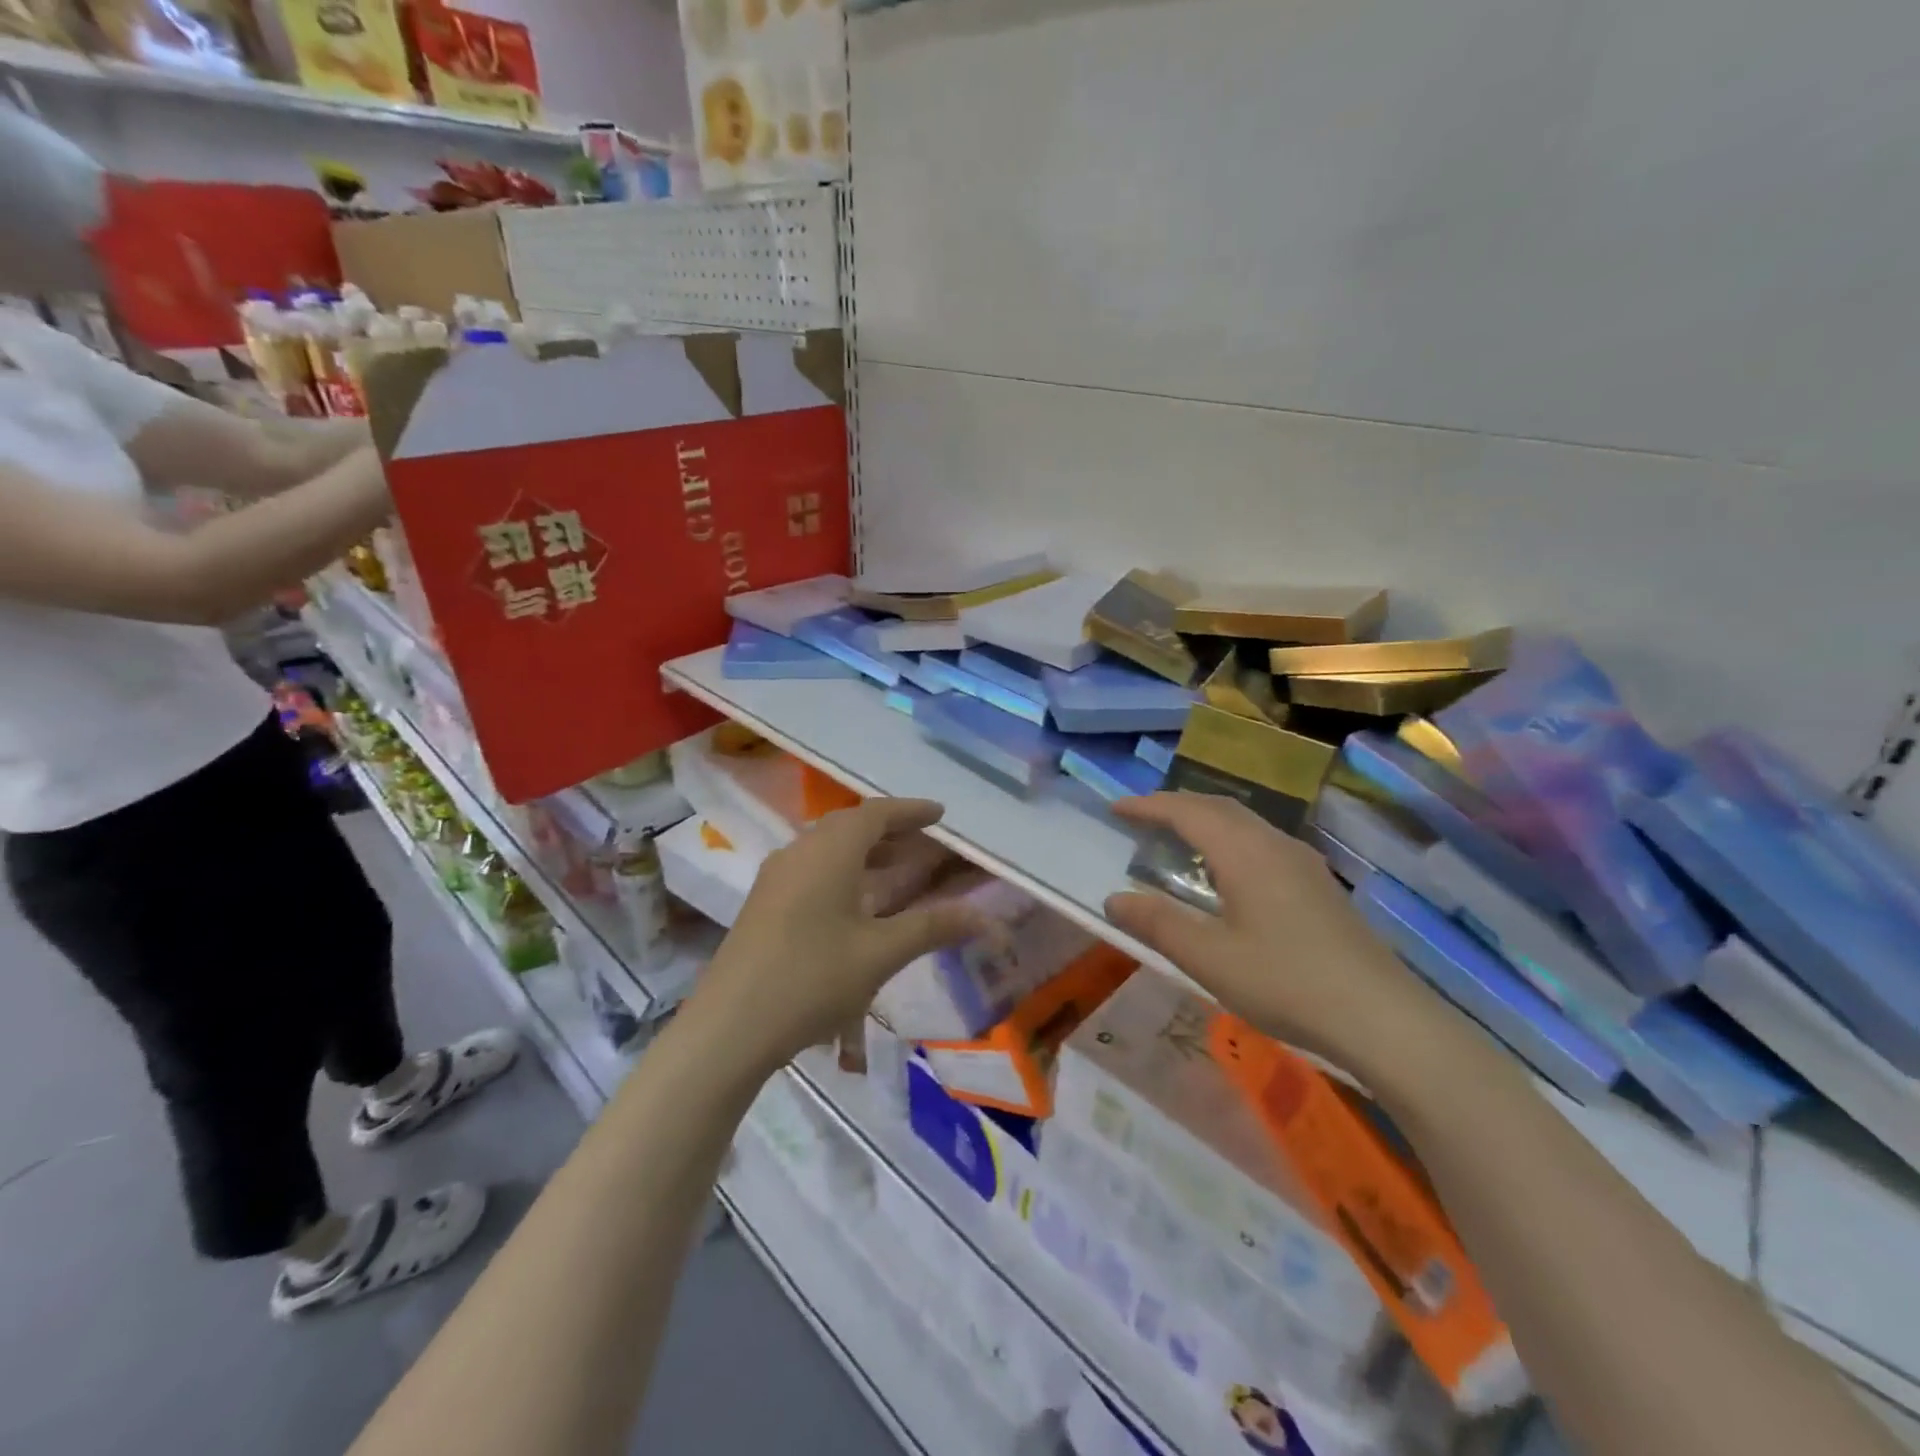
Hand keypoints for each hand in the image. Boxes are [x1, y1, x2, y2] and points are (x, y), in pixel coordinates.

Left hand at [691, 798, 982, 1075]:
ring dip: (864, 850)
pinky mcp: (763, 902)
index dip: (911, 811)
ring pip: (828, 847)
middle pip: (850, 826)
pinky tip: (854, 900)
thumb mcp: (880, 954)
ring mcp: (776, 876)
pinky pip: (811, 866)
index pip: (876, 814)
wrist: (728, 1028)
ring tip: (896, 867)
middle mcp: (800, 852)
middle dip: (889, 829)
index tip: (940, 814)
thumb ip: (933, 927)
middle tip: (923, 840)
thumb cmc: (811, 980)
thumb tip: (984, 916)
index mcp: (829, 851)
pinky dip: (842, 869)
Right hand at [1104, 793, 1455, 1081]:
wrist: (1383, 1018)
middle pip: (1218, 807)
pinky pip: (1262, 841)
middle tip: (1142, 818)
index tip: (1116, 809)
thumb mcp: (1209, 958)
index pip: (1187, 812)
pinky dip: (1230, 839)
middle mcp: (1274, 843)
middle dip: (1176, 806)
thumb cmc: (1287, 982)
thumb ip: (1158, 924)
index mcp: (1244, 852)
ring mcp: (1303, 862)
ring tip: (1178, 838)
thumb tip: (1114, 899)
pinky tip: (1229, 871)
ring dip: (1206, 820)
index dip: (1149, 806)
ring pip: (1245, 822)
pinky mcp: (1319, 884)